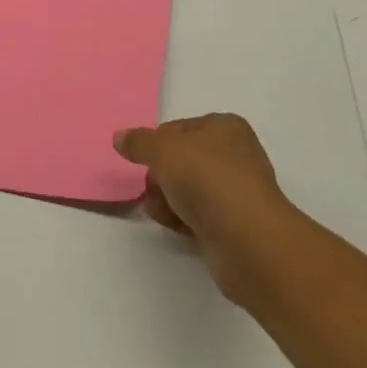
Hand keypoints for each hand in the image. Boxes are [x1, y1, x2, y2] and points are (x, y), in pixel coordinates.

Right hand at [113, 113, 292, 304]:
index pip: (181, 128)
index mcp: (226, 127)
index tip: (144, 159)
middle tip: (151, 187)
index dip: (158, 143)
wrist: (247, 240)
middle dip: (162, 174)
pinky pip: (200, 216)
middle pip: (184, 160)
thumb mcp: (164, 150)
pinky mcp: (234, 226)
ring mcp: (237, 192)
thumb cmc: (207, 179)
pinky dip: (183, 219)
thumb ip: (139, 143)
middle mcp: (236, 155)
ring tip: (159, 210)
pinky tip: (172, 226)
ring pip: (190, 190)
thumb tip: (119, 137)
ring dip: (169, 199)